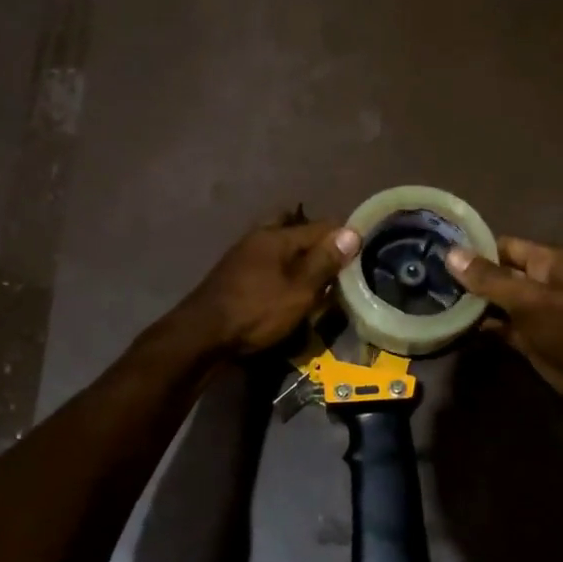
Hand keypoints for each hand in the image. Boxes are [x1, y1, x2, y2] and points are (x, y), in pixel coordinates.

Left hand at [179, 217, 359, 356]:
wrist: (201, 336)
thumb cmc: (256, 311)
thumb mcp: (299, 291)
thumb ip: (324, 261)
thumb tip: (352, 231)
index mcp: (276, 235)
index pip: (320, 225)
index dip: (343, 237)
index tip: (362, 253)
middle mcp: (258, 237)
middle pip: (293, 227)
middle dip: (315, 239)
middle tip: (334, 261)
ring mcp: (242, 255)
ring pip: (278, 244)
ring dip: (297, 255)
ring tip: (316, 277)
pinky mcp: (233, 275)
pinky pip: (266, 262)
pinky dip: (282, 269)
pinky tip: (288, 287)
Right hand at [444, 236, 562, 404]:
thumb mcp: (526, 297)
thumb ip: (488, 278)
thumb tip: (451, 254)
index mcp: (545, 261)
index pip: (502, 246)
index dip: (474, 249)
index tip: (439, 252)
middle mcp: (539, 282)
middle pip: (497, 274)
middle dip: (468, 277)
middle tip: (428, 278)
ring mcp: (534, 312)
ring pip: (497, 302)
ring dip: (472, 304)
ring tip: (434, 300)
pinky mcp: (530, 339)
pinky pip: (501, 328)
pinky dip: (481, 328)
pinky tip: (454, 327)